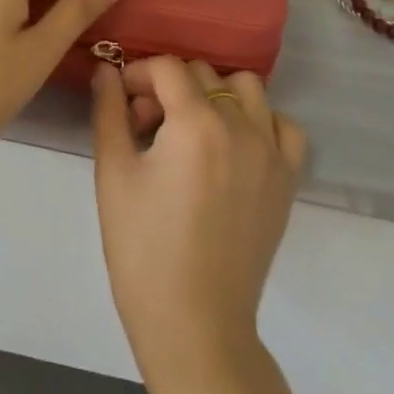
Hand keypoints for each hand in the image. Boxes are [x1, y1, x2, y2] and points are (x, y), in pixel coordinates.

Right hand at [91, 57, 308, 373]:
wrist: (195, 326)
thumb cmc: (143, 250)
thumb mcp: (114, 175)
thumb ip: (109, 112)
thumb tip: (107, 71)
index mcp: (196, 123)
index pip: (167, 67)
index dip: (138, 74)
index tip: (122, 101)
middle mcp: (240, 126)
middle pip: (202, 73)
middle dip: (169, 87)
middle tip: (146, 126)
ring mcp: (270, 152)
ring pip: (246, 88)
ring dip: (215, 94)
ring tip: (192, 129)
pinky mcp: (287, 179)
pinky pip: (282, 126)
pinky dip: (260, 121)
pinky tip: (235, 144)